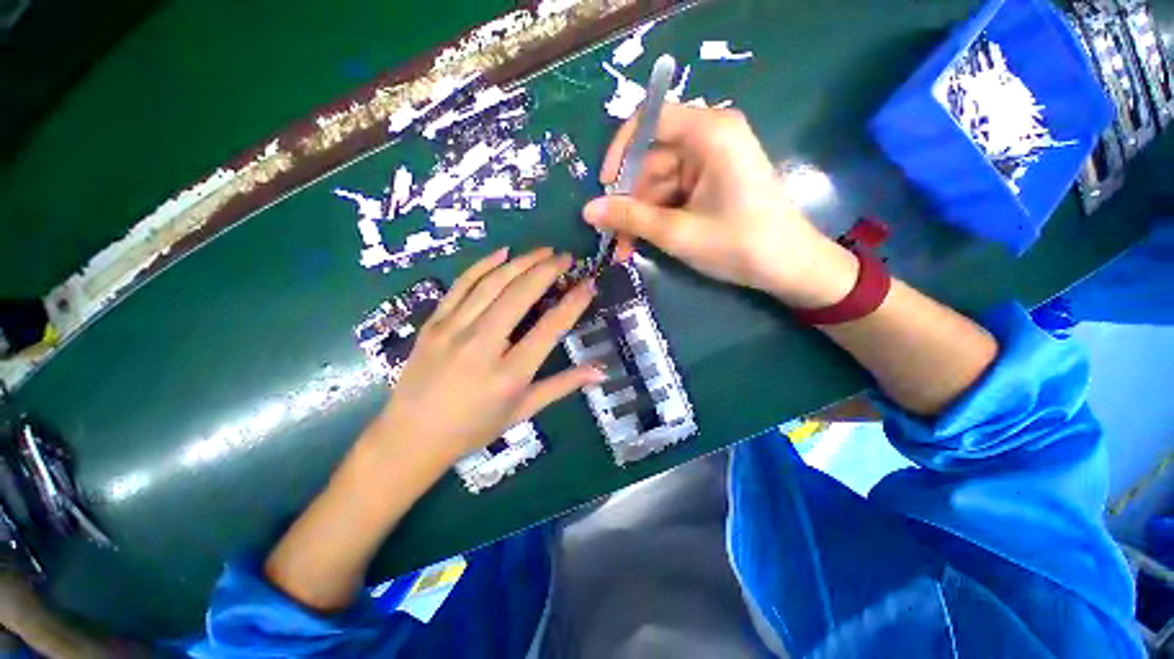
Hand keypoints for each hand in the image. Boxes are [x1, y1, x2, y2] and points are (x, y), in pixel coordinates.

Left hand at [368, 247, 603, 459]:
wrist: (411, 437)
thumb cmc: (473, 428)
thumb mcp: (523, 411)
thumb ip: (563, 386)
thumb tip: (601, 371)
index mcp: (509, 374)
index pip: (550, 328)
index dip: (573, 303)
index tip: (589, 283)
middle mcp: (482, 346)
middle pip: (520, 295)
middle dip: (547, 270)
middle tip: (567, 257)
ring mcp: (453, 330)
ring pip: (492, 284)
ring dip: (521, 262)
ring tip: (543, 250)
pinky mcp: (434, 323)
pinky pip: (462, 285)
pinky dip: (483, 265)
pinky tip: (502, 253)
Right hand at [583, 104, 856, 307]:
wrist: (788, 267)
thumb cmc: (737, 244)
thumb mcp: (676, 232)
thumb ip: (630, 217)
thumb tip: (587, 210)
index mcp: (709, 132)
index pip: (649, 119)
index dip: (620, 151)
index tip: (605, 187)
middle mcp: (710, 137)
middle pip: (651, 159)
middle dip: (629, 200)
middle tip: (611, 235)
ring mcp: (711, 161)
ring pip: (658, 182)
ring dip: (639, 216)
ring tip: (625, 250)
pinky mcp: (711, 182)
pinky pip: (672, 194)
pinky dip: (656, 217)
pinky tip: (643, 242)